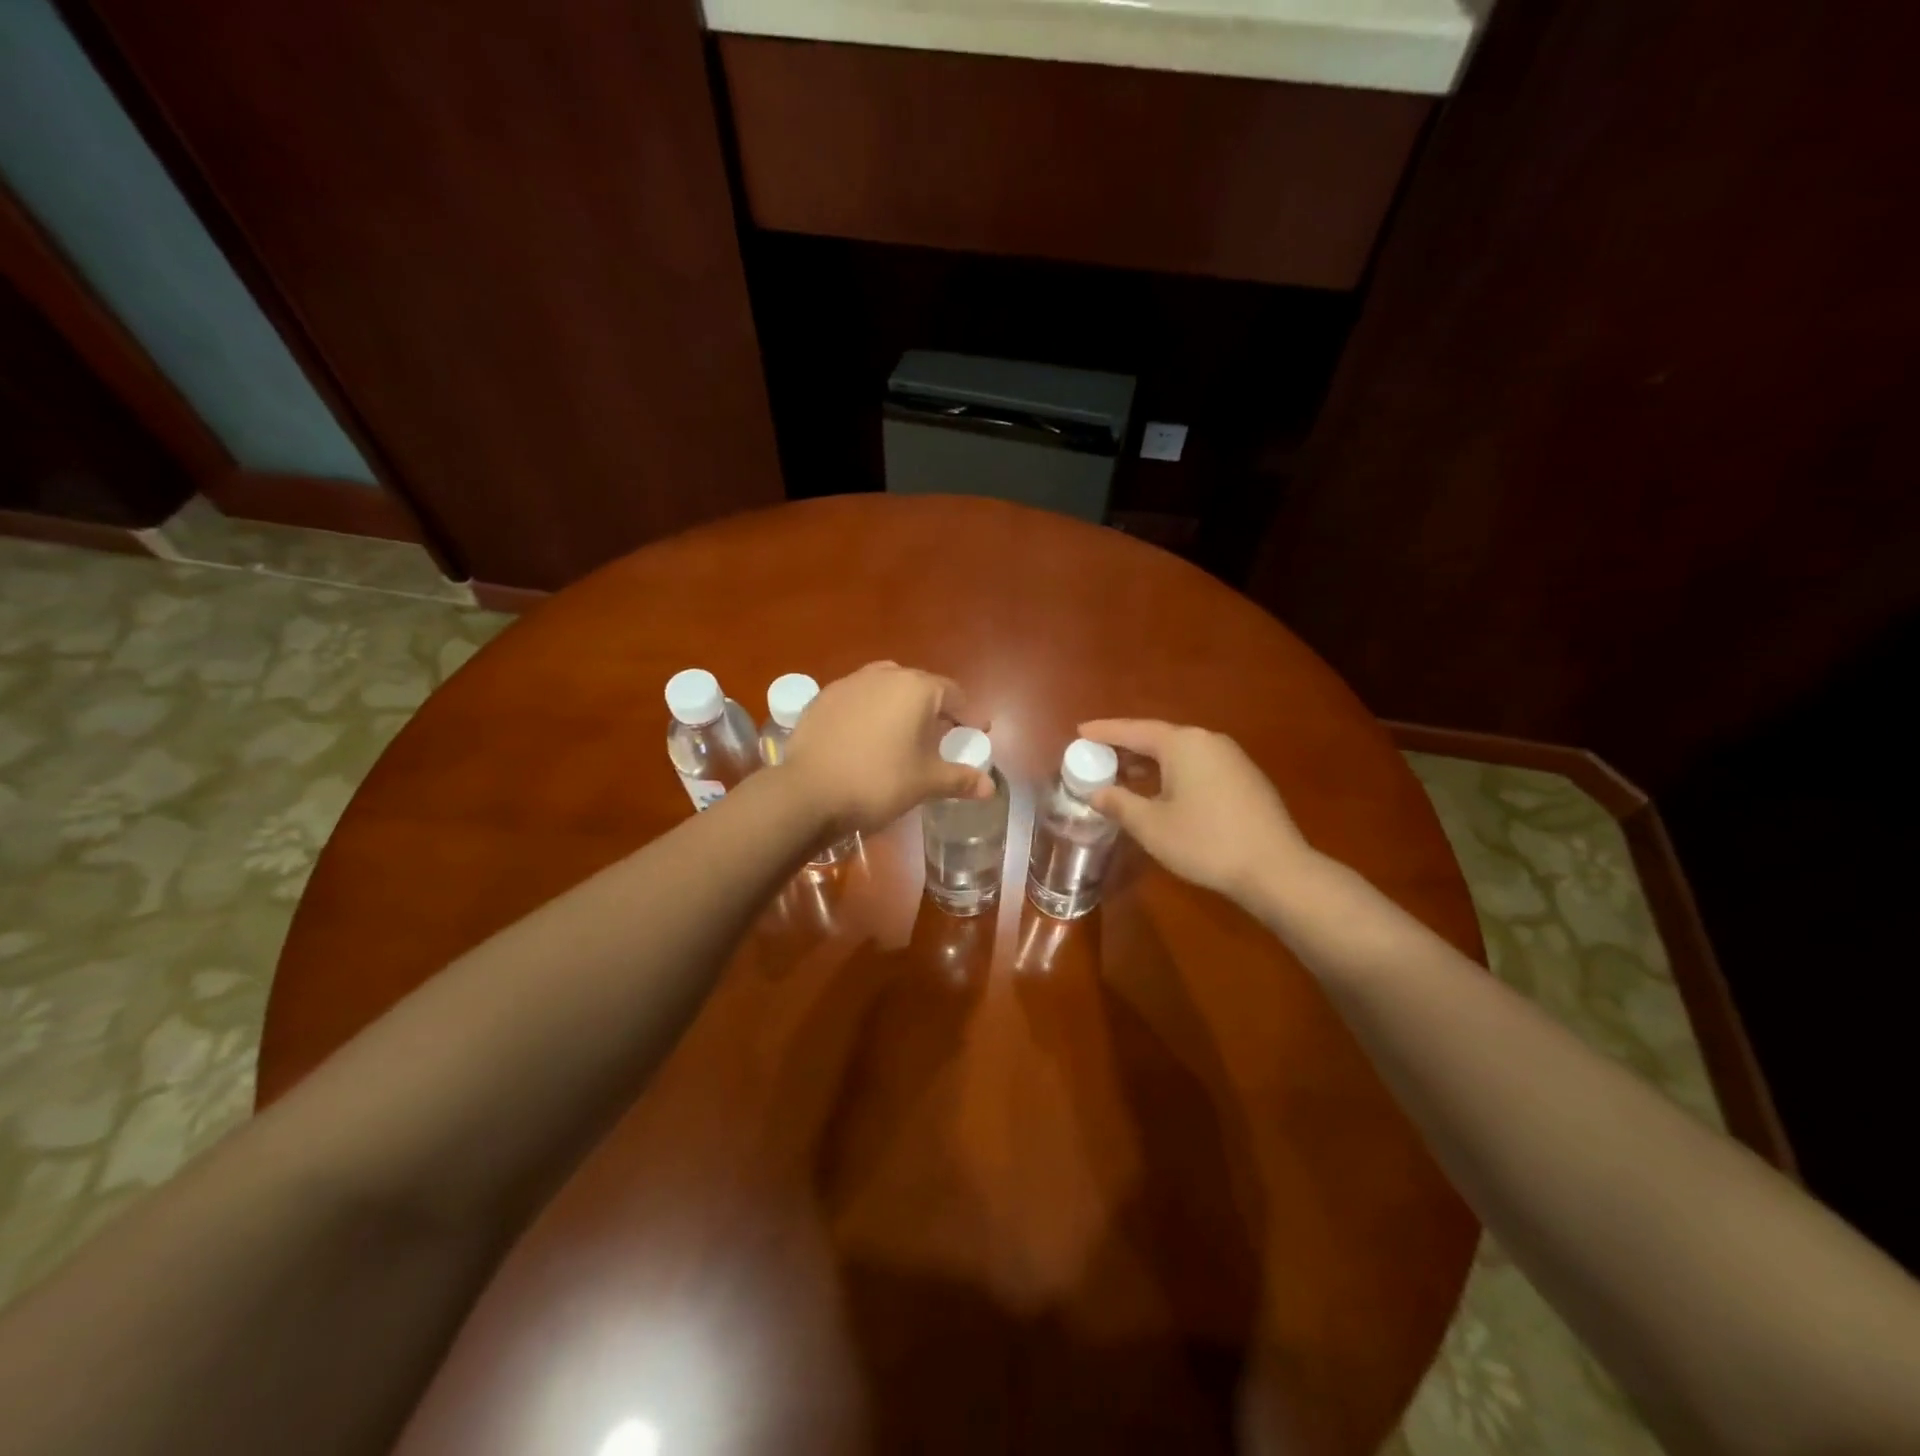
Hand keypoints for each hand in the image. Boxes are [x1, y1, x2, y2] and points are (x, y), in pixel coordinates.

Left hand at [785, 662, 992, 832]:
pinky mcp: (822, 698)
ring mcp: (849, 683)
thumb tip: (990, 787)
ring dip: (899, 707)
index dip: (967, 715)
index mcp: (916, 688)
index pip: (953, 694)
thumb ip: (960, 779)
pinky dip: (869, 713)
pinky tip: (865, 739)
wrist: (808, 792)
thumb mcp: (926, 782)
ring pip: (885, 689)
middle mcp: (884, 675)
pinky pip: (856, 700)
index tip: (975, 733)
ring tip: (902, 735)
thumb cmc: (879, 782)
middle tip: (940, 737)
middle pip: (919, 687)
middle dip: (934, 709)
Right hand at [1078, 719, 1314, 907]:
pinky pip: (1197, 765)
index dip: (1104, 731)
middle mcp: (1208, 741)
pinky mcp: (1245, 779)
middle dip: (1126, 747)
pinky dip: (1172, 772)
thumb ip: (1119, 803)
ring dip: (1149, 762)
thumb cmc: (1205, 842)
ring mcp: (1231, 758)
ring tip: (1123, 775)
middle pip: (1157, 737)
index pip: (1134, 730)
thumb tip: (1096, 793)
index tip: (1079, 730)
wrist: (1275, 869)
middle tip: (1096, 756)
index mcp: (1183, 744)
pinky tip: (1162, 792)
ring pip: (1179, 753)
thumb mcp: (1151, 826)